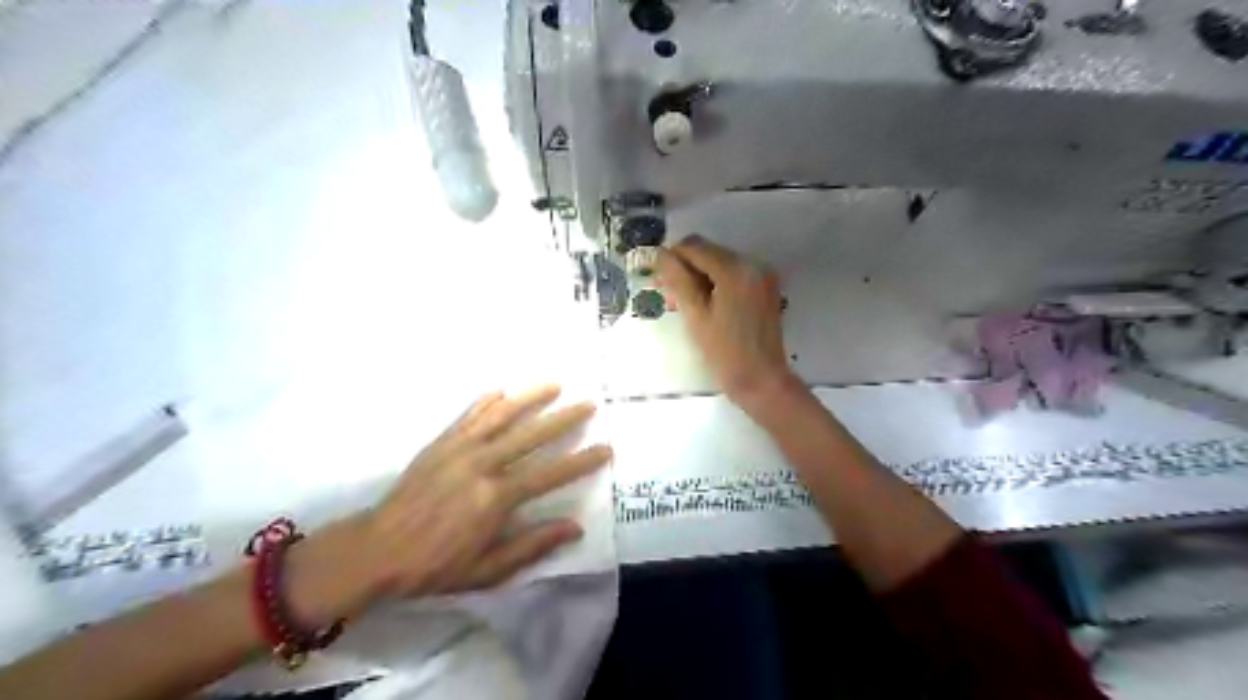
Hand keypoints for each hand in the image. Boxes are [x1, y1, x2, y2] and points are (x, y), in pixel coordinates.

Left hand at [356, 387, 610, 596]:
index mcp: (496, 498)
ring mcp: (460, 449)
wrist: (376, 551)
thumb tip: (574, 527)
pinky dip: (487, 401)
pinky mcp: (440, 443)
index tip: (605, 448)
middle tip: (589, 404)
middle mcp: (482, 465)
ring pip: (502, 415)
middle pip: (531, 435)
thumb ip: (531, 546)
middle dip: (564, 419)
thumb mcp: (487, 570)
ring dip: (530, 398)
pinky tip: (501, 390)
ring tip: (554, 384)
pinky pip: (468, 415)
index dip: (581, 461)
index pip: (550, 474)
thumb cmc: (434, 566)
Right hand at [653, 236, 797, 408]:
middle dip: (685, 268)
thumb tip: (659, 254)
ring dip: (699, 276)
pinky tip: (704, 304)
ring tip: (681, 303)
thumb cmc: (724, 352)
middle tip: (666, 294)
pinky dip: (716, 283)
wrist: (761, 380)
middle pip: (709, 252)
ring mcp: (762, 275)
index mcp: (736, 270)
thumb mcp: (696, 315)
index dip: (671, 257)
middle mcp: (753, 264)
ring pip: (720, 262)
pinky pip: (733, 275)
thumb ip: (677, 280)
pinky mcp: (765, 287)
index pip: (695, 247)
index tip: (656, 278)